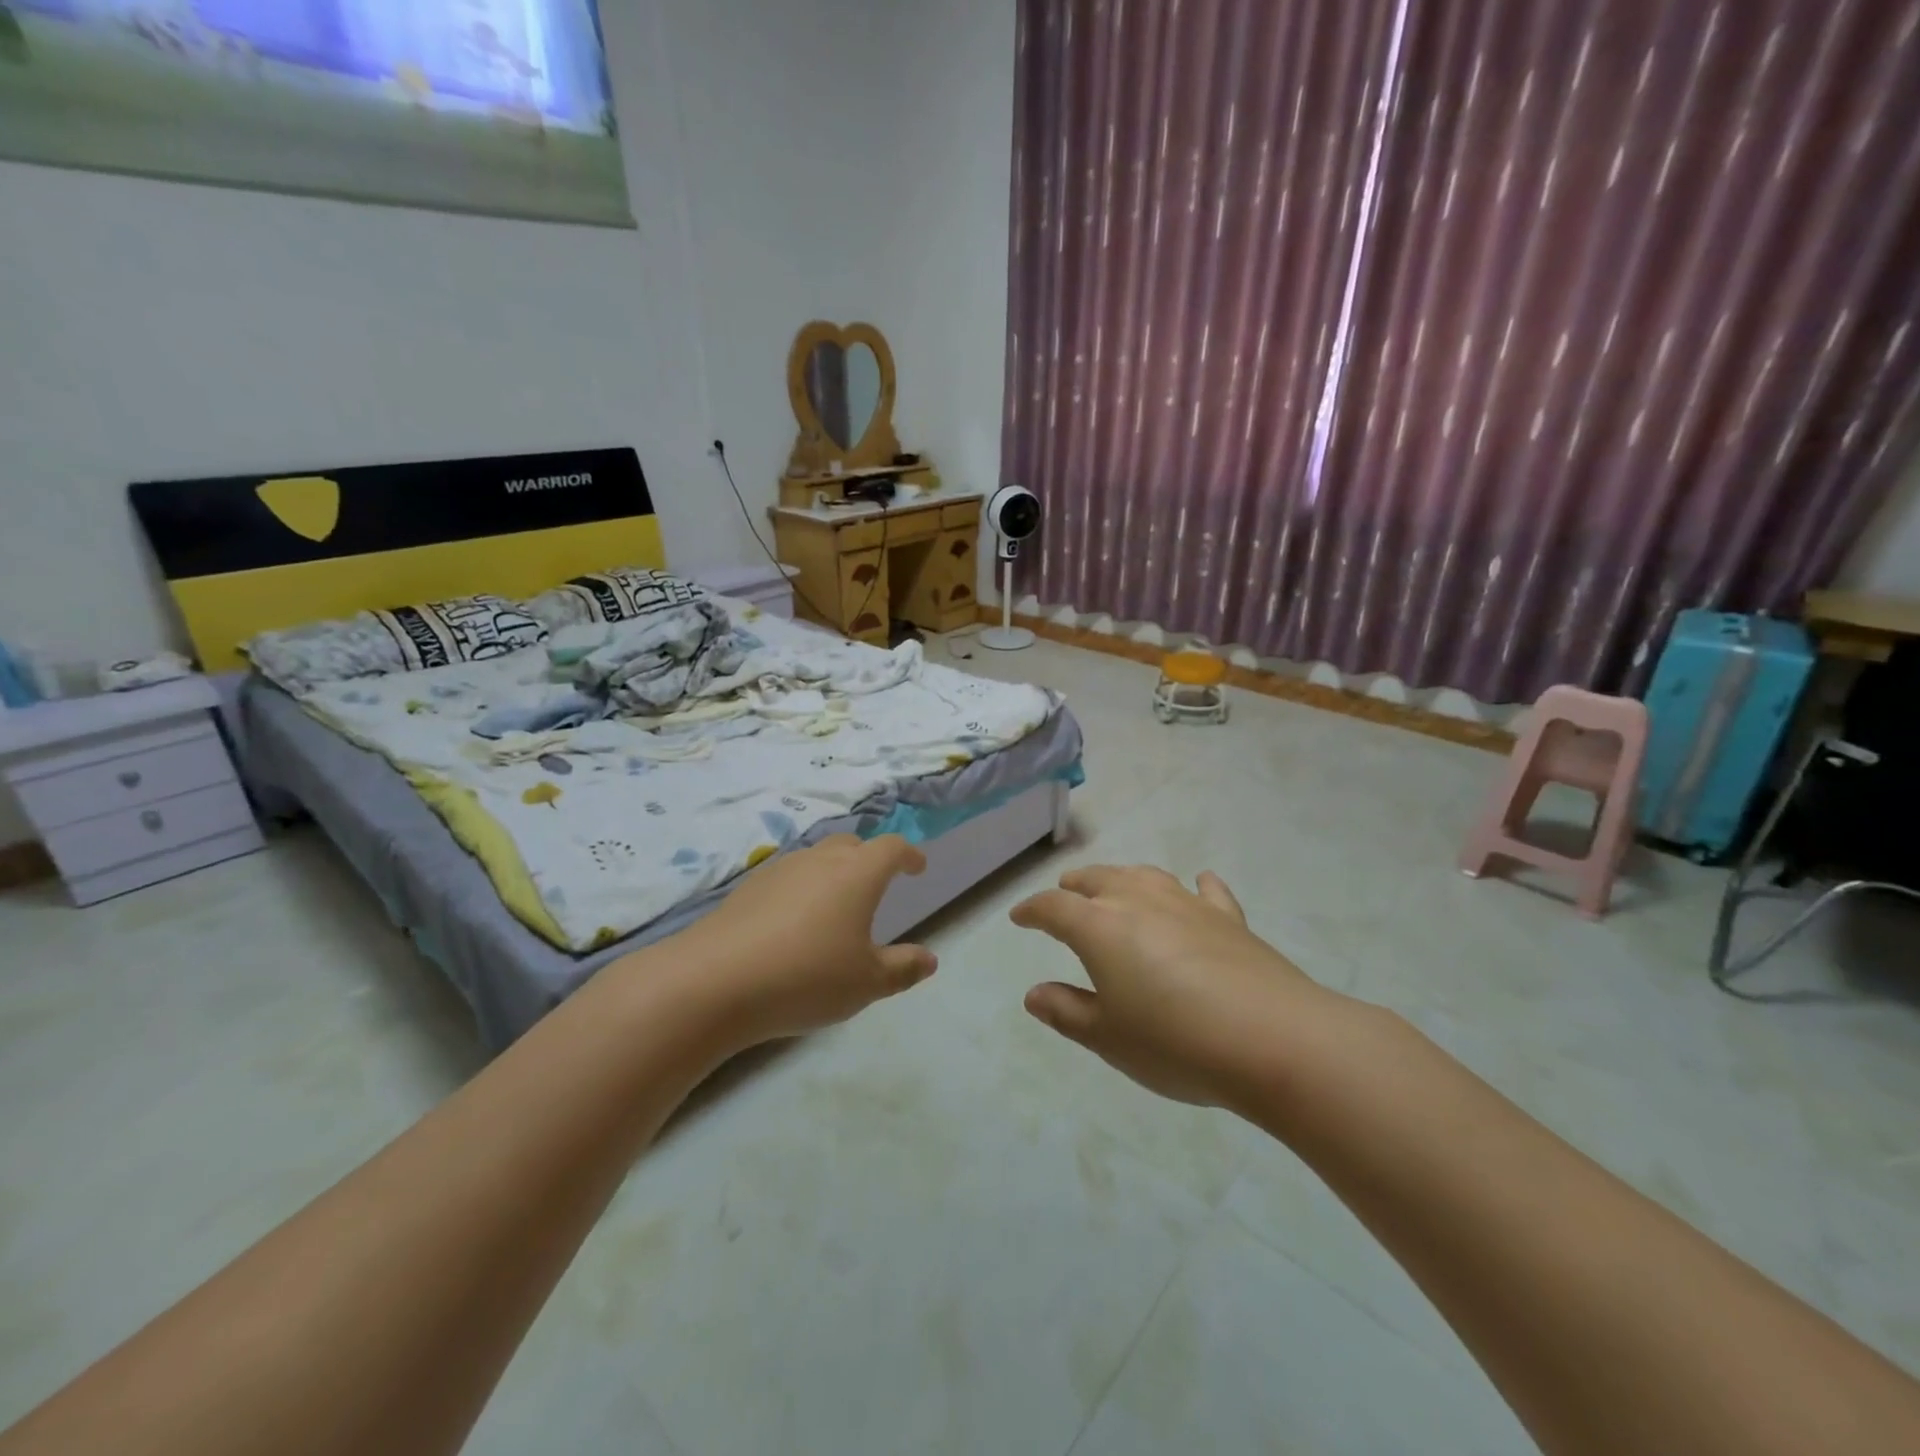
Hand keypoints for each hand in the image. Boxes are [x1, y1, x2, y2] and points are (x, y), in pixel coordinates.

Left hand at [674, 834, 937, 1047]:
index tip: (917, 867)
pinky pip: (787, 877)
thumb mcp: (866, 983)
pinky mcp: (747, 888)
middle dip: (869, 858)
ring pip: (815, 858)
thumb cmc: (806, 977)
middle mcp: (820, 860)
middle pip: (851, 845)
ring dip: (832, 872)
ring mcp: (779, 870)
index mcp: (857, 874)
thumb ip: (902, 968)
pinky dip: (800, 889)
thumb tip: (929, 959)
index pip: (892, 848)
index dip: (909, 855)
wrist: (713, 981)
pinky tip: (792, 923)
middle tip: (876, 884)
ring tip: (834, 905)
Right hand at [1011, 865, 1335, 1108]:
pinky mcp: (1229, 918)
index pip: (1054, 908)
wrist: (1272, 1039)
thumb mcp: (1108, 1037)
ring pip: (1145, 876)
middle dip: (1075, 886)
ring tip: (1114, 886)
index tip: (1019, 917)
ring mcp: (1187, 905)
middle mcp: (1139, 902)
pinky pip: (1207, 892)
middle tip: (1064, 893)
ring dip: (1122, 878)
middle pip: (1098, 880)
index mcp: (1100, 927)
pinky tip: (1198, 884)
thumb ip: (1067, 1011)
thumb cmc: (1175, 1042)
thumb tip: (1034, 993)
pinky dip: (1195, 886)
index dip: (1033, 910)